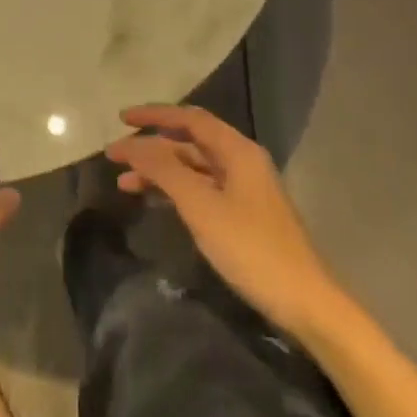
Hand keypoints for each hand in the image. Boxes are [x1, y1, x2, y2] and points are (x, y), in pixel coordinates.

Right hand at [106, 105, 337, 337]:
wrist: (302, 300)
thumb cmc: (250, 248)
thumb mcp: (201, 206)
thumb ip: (163, 170)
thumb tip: (131, 144)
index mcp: (238, 151)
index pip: (191, 119)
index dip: (155, 115)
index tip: (121, 119)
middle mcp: (242, 162)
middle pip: (190, 142)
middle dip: (151, 146)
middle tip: (115, 155)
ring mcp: (244, 190)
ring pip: (193, 168)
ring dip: (159, 171)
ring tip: (124, 184)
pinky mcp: (242, 215)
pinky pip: (201, 189)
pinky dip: (174, 190)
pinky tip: (154, 201)